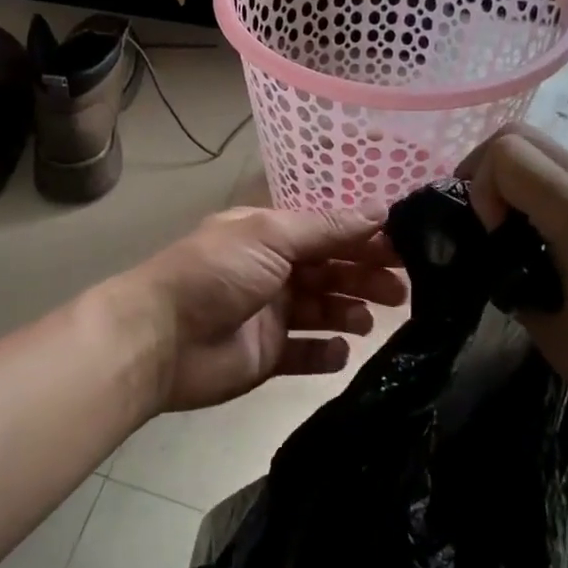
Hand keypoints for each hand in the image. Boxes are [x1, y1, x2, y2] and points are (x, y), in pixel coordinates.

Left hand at [118, 208, 408, 414]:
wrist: (161, 338)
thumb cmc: (216, 273)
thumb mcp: (269, 235)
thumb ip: (324, 228)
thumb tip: (379, 211)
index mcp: (269, 236)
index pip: (327, 232)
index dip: (364, 238)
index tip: (406, 247)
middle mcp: (272, 270)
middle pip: (330, 271)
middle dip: (364, 276)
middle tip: (400, 291)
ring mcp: (270, 315)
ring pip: (323, 310)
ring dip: (349, 312)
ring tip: (368, 320)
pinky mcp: (267, 356)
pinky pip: (306, 353)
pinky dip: (325, 353)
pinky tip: (340, 351)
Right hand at [458, 124, 567, 422]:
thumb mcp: (543, 325)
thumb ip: (506, 271)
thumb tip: (491, 251)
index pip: (508, 154)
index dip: (481, 187)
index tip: (491, 233)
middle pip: (519, 135)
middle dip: (485, 170)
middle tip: (483, 217)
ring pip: (541, 147)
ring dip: (511, 177)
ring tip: (507, 227)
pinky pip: (564, 168)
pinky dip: (536, 186)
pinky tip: (538, 232)